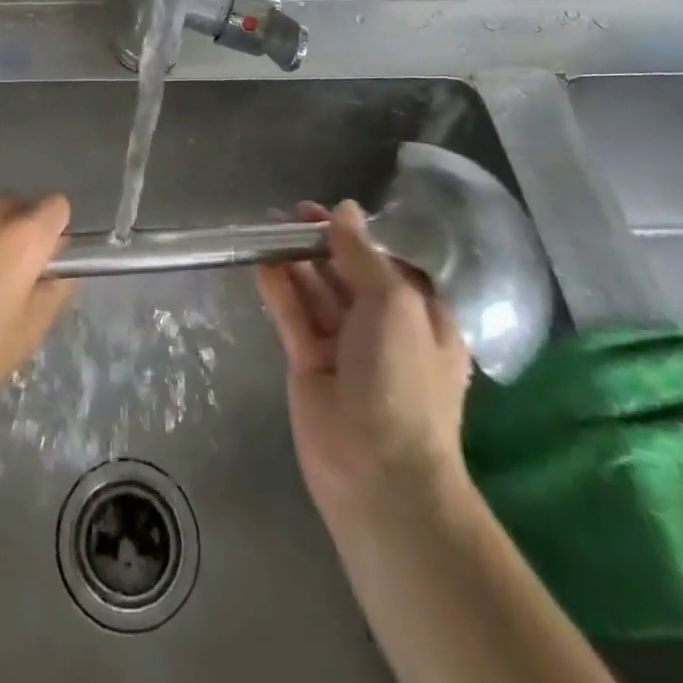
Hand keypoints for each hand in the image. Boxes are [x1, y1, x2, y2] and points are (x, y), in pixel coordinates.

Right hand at [257, 200, 472, 524]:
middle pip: (347, 275)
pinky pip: (294, 317)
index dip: (356, 236)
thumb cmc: (401, 379)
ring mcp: (344, 349)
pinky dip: (279, 290)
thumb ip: (362, 255)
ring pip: (317, 294)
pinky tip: (262, 263)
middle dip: (320, 245)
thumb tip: (345, 210)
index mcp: (420, 317)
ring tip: (267, 228)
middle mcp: (383, 330)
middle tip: (286, 215)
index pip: (386, 265)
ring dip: (296, 262)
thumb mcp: (393, 304)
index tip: (325, 212)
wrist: (378, 472)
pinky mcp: (309, 365)